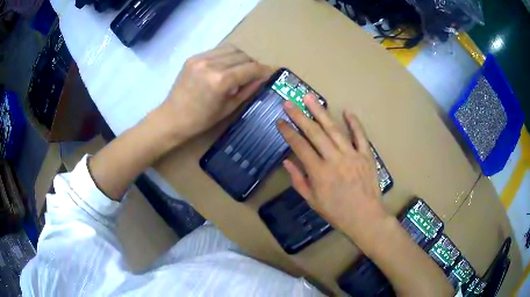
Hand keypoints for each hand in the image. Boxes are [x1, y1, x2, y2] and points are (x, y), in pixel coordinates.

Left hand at [161, 44, 271, 140]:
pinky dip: (226, 57)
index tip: (270, 72)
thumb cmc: (202, 119)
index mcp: (221, 81)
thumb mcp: (229, 107)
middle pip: (242, 55)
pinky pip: (217, 51)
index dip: (263, 70)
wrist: (173, 117)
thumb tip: (263, 77)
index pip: (250, 68)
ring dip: (240, 58)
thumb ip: (248, 90)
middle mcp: (212, 64)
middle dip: (252, 64)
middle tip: (254, 74)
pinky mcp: (193, 57)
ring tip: (240, 69)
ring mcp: (201, 58)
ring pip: (231, 49)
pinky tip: (225, 67)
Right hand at [277, 94, 388, 246]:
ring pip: (334, 130)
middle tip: (289, 103)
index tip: (279, 122)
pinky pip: (360, 136)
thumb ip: (299, 181)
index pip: (299, 146)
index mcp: (319, 172)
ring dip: (321, 112)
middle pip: (314, 133)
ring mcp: (352, 155)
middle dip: (299, 116)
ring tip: (310, 98)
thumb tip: (286, 161)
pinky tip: (347, 111)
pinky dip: (354, 123)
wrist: (365, 218)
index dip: (288, 132)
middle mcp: (334, 159)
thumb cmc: (336, 212)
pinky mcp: (366, 155)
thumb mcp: (312, 201)